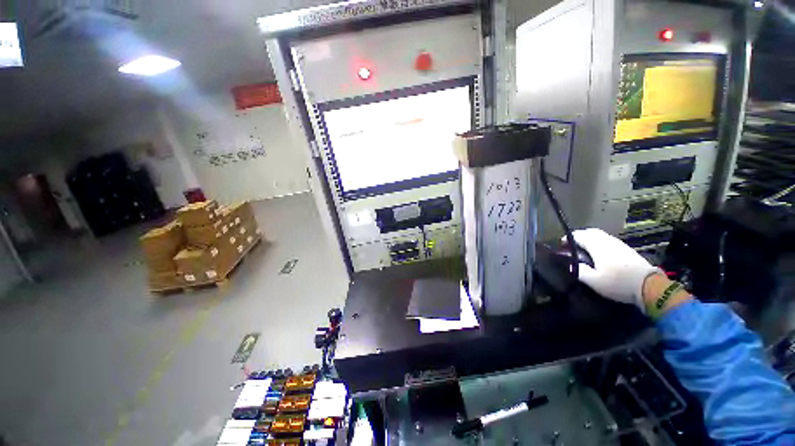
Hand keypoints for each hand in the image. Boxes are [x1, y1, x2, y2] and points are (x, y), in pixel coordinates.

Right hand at [568, 228, 659, 312]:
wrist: (649, 286)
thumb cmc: (617, 283)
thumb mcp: (593, 281)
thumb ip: (579, 270)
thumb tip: (571, 264)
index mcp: (596, 245)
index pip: (578, 235)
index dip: (567, 238)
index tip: (562, 245)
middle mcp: (607, 241)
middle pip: (590, 232)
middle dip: (579, 236)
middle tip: (573, 246)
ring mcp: (619, 244)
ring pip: (600, 235)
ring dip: (590, 239)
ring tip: (585, 250)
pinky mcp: (627, 249)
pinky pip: (609, 241)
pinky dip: (600, 243)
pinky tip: (601, 254)